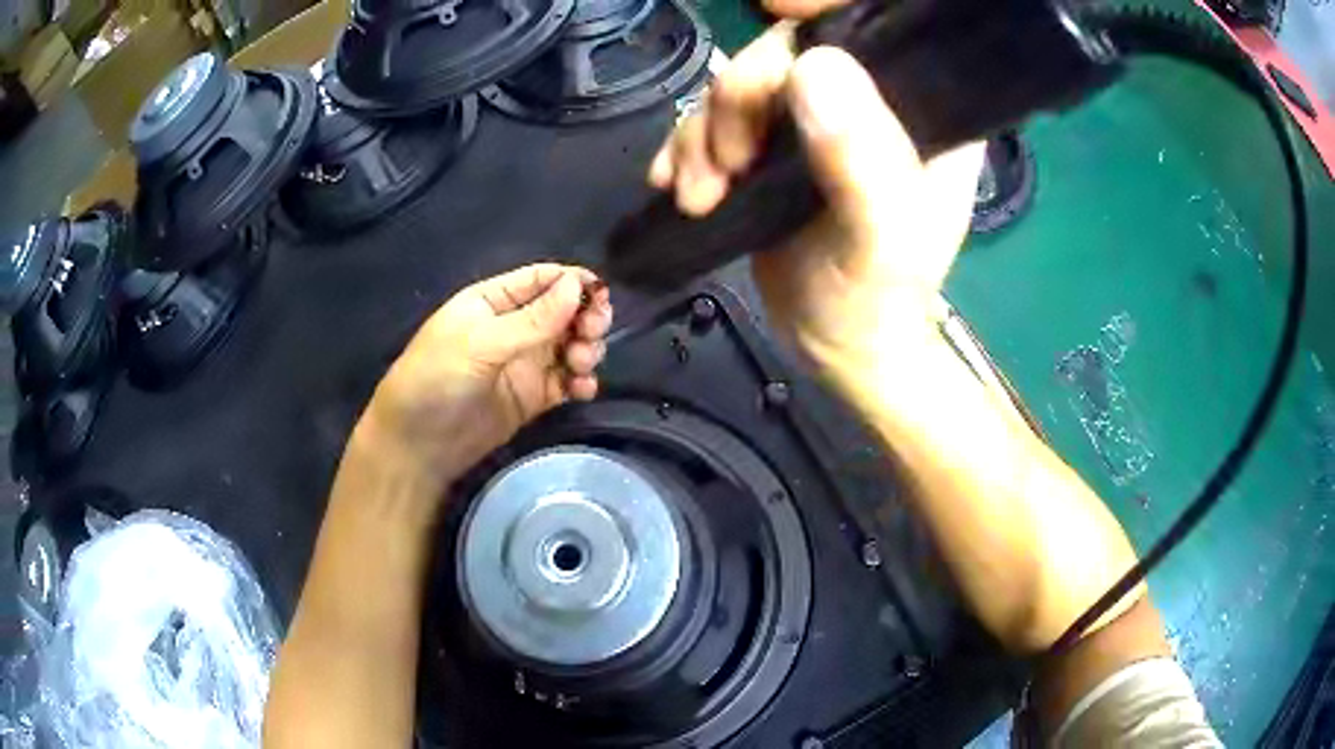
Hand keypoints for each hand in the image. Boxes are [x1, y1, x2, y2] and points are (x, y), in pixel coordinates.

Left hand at [359, 264, 612, 489]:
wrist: (418, 446)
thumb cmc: (436, 380)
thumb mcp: (481, 344)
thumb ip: (532, 319)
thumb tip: (577, 283)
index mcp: (493, 301)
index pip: (541, 279)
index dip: (572, 282)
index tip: (600, 296)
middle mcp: (513, 327)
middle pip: (563, 311)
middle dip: (585, 317)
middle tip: (593, 333)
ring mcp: (524, 363)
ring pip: (570, 344)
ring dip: (586, 349)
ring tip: (581, 365)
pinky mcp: (533, 397)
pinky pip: (566, 381)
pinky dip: (581, 382)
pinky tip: (583, 390)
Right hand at [649, 8, 983, 398]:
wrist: (839, 351)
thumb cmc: (878, 303)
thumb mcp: (880, 239)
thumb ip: (860, 158)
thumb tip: (809, 67)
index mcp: (922, 111)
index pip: (880, 26)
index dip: (826, 5)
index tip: (772, 7)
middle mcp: (872, 103)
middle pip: (790, 52)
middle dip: (740, 97)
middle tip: (727, 164)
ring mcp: (817, 123)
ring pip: (742, 85)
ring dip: (704, 132)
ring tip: (700, 194)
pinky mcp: (773, 148)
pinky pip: (716, 122)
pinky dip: (687, 148)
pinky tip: (675, 185)